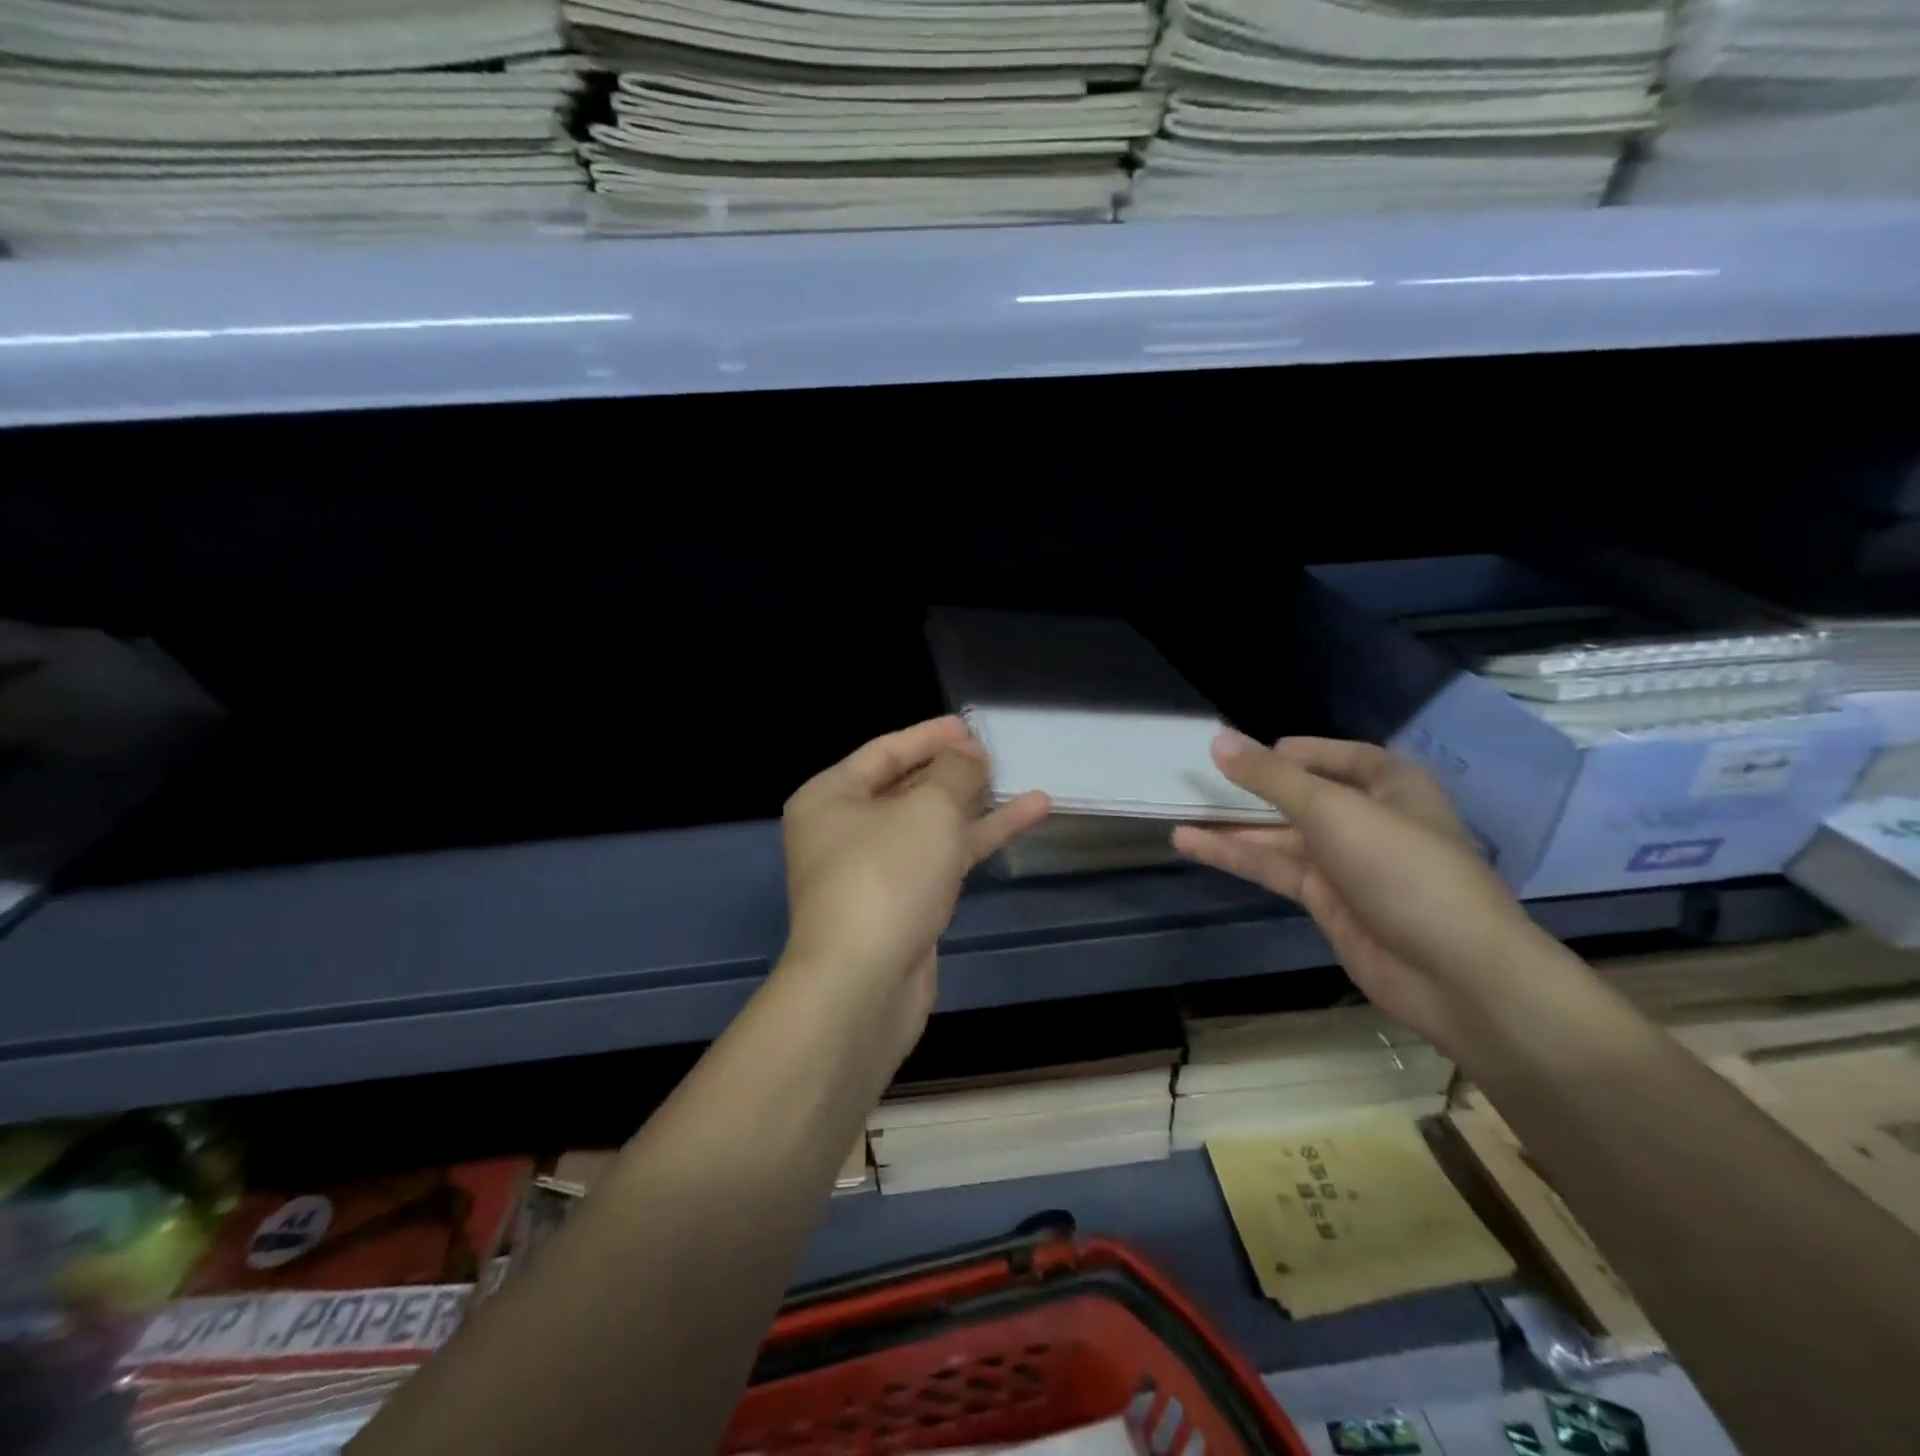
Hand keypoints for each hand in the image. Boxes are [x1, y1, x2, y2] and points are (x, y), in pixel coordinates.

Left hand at [779, 716, 1048, 1066]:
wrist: (864, 984)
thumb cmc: (886, 876)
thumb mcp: (928, 809)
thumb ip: (955, 773)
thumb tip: (969, 752)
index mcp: (831, 797)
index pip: (884, 752)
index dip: (929, 736)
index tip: (969, 726)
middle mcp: (845, 830)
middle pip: (907, 788)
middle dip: (954, 772)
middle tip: (996, 754)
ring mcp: (874, 871)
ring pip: (930, 827)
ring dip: (976, 806)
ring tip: (1026, 784)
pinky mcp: (902, 905)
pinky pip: (941, 859)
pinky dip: (977, 840)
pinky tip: (1024, 819)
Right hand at [1172, 733, 1548, 1053]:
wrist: (1454, 973)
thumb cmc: (1402, 869)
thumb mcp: (1333, 810)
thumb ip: (1271, 778)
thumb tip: (1218, 739)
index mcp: (1391, 786)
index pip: (1342, 756)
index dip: (1297, 750)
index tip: (1247, 750)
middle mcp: (1369, 820)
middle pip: (1303, 795)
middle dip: (1254, 788)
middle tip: (1199, 777)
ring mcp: (1347, 864)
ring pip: (1282, 835)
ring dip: (1234, 826)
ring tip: (1177, 811)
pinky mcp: (1327, 901)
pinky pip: (1275, 869)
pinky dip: (1236, 856)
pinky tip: (1191, 844)